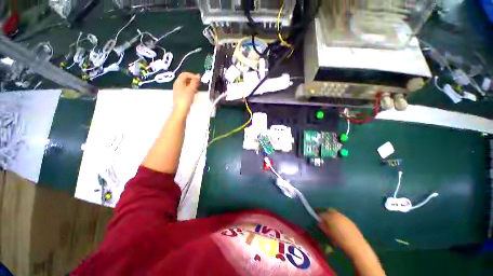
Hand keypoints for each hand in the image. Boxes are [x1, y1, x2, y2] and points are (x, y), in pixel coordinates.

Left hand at [173, 72, 199, 114]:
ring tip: (197, 88)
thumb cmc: (185, 99)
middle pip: (185, 78)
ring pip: (186, 84)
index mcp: (179, 82)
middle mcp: (177, 84)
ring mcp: (178, 90)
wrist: (181, 109)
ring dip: (192, 85)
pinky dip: (191, 89)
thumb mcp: (191, 89)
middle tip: (198, 84)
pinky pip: (186, 89)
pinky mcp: (180, 95)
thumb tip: (198, 76)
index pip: (185, 74)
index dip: (192, 75)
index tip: (199, 79)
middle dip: (192, 80)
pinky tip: (194, 93)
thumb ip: (195, 82)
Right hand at [319, 209, 363, 256]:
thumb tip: (319, 222)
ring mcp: (345, 218)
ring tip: (331, 224)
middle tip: (323, 220)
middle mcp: (338, 214)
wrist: (357, 247)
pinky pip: (342, 218)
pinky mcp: (351, 222)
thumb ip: (324, 226)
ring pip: (336, 214)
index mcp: (332, 216)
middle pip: (329, 211)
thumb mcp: (329, 234)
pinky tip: (339, 227)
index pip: (322, 213)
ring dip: (332, 217)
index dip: (319, 215)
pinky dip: (338, 220)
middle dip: (326, 214)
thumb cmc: (341, 241)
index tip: (316, 218)